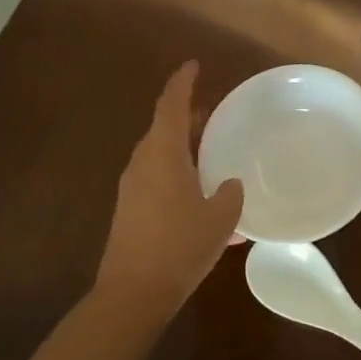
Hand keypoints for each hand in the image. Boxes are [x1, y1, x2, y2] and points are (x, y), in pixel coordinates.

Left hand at [94, 61, 242, 318]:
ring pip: (160, 154)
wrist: (133, 293)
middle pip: (163, 128)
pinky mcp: (130, 211)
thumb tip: (228, 184)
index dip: (182, 82)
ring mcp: (132, 188)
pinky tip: (201, 195)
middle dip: (187, 117)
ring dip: (183, 148)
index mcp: (163, 154)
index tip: (193, 65)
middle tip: (214, 114)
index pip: (170, 105)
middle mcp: (142, 164)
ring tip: (212, 153)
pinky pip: (157, 178)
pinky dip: (178, 173)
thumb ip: (230, 193)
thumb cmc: (180, 246)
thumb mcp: (221, 218)